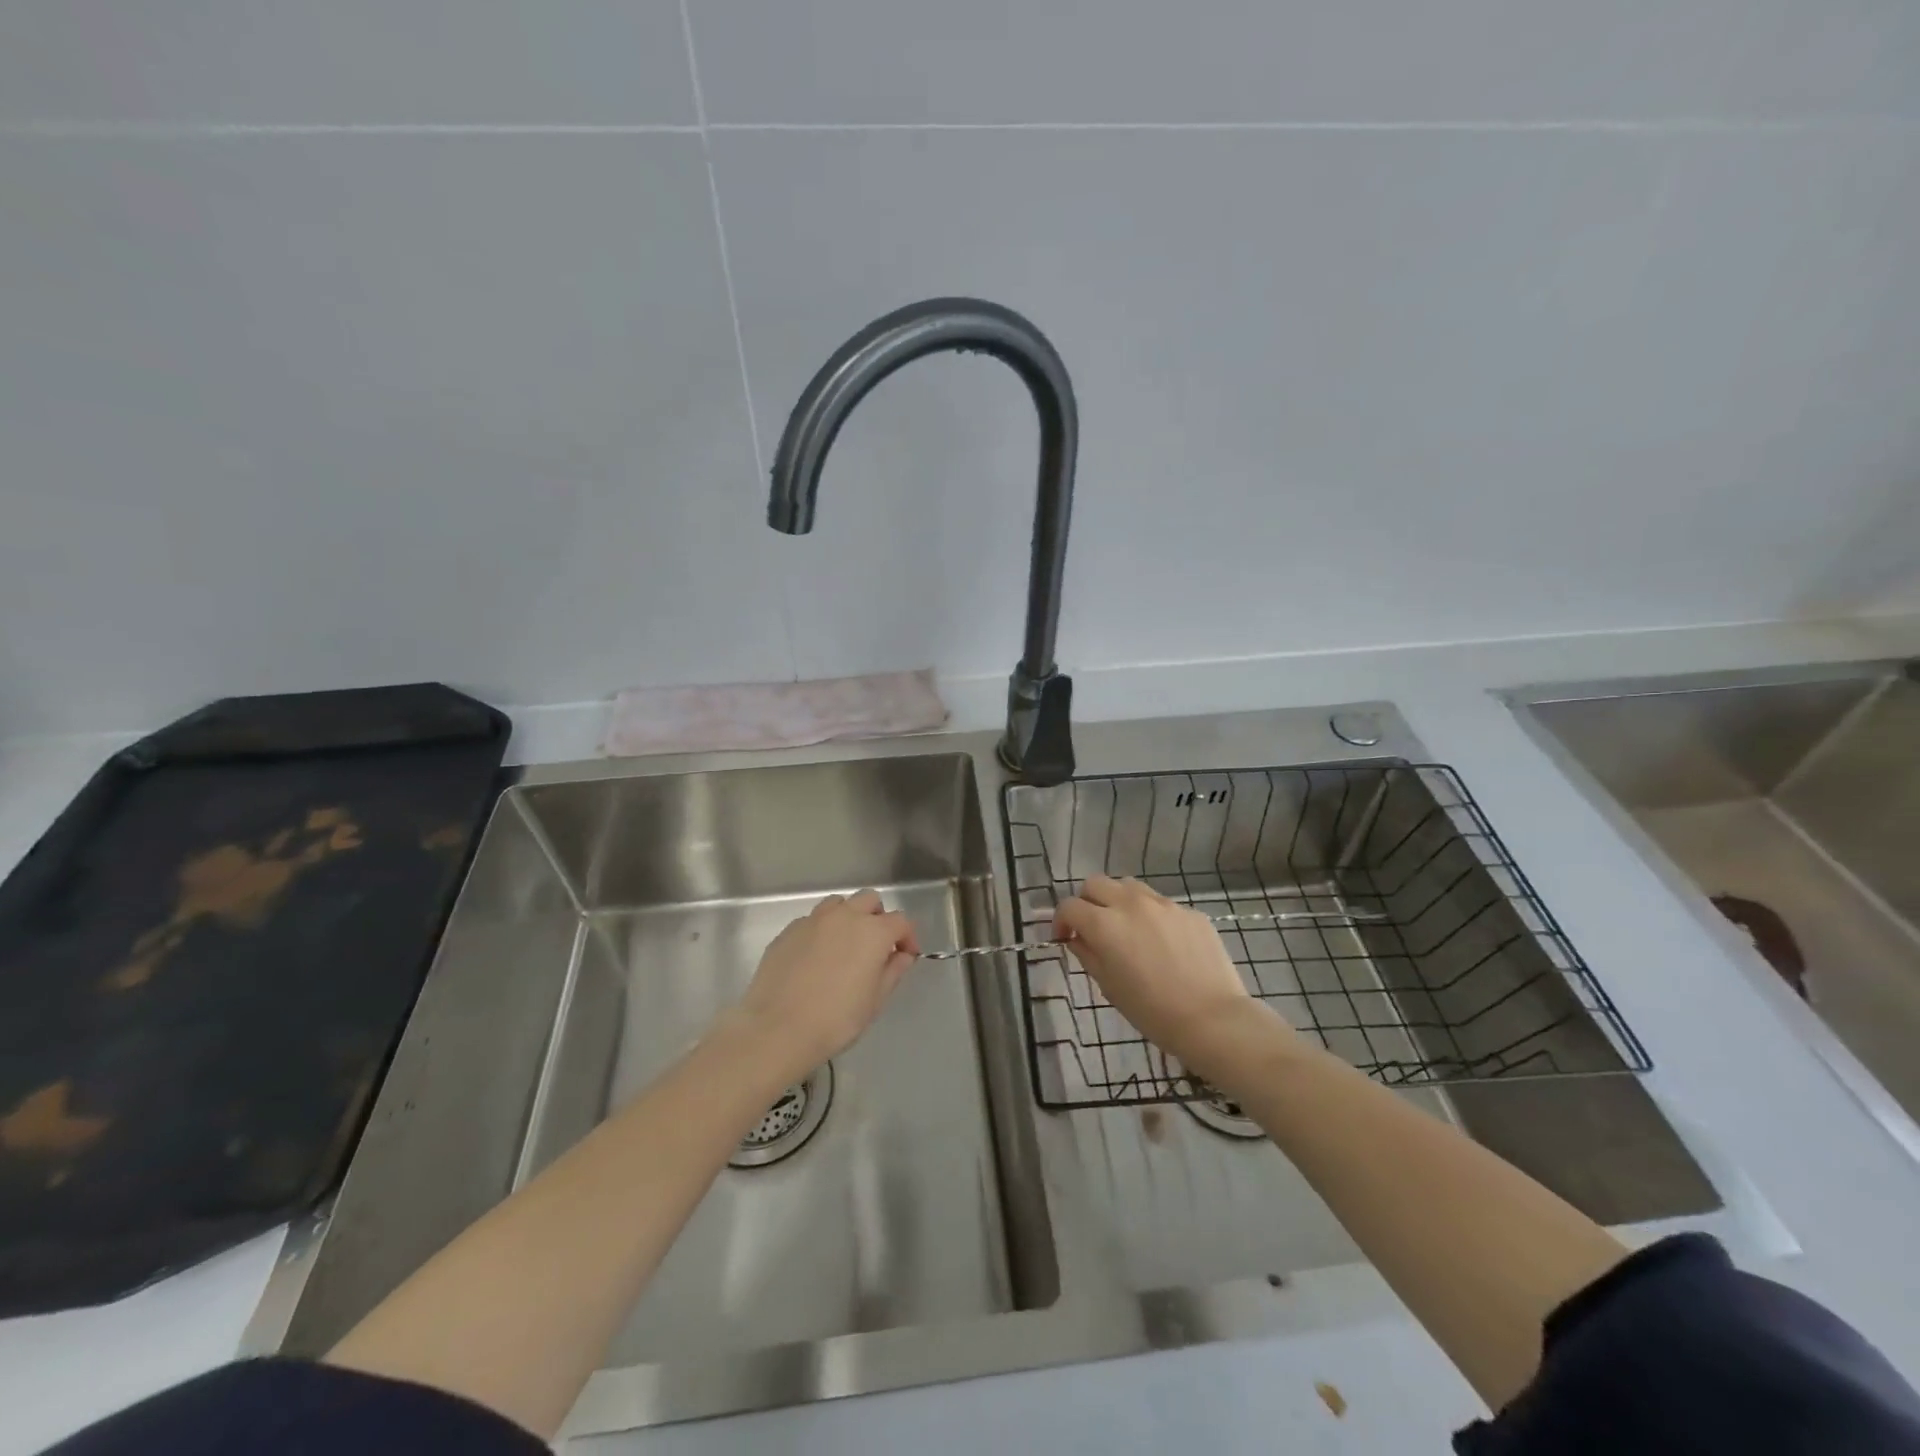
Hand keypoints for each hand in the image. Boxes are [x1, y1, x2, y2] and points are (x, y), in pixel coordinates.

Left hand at [730, 890, 919, 1080]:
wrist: (777, 1028)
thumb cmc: (836, 1019)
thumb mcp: (875, 1001)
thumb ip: (893, 971)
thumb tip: (901, 955)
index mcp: (872, 931)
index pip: (900, 921)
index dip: (908, 937)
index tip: (906, 956)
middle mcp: (844, 916)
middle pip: (869, 900)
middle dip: (878, 918)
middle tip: (876, 947)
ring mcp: (813, 920)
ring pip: (838, 904)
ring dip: (848, 917)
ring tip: (845, 946)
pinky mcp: (788, 931)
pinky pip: (812, 921)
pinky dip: (822, 931)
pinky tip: (816, 958)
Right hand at [1053, 875, 1263, 1068]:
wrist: (1212, 1019)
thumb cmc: (1152, 1011)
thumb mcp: (1109, 987)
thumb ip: (1088, 955)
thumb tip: (1077, 939)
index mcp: (1105, 924)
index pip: (1069, 906)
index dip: (1060, 921)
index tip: (1064, 938)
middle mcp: (1131, 904)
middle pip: (1095, 884)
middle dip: (1086, 902)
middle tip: (1091, 927)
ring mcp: (1164, 904)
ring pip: (1129, 886)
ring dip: (1118, 900)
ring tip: (1125, 927)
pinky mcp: (1189, 911)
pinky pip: (1161, 904)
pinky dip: (1150, 915)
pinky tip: (1161, 942)